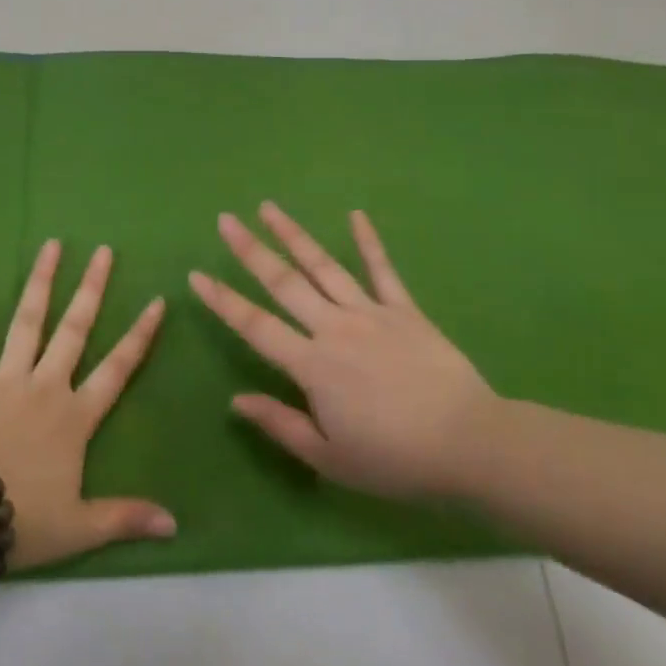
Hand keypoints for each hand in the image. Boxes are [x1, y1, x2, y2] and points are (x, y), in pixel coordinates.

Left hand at [0, 240, 174, 568]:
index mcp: (74, 416)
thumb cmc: (20, 518)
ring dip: (41, 282)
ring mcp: (5, 376)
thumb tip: (175, 525)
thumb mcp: (79, 528)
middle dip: (92, 289)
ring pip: (28, 320)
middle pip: (74, 329)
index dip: (139, 336)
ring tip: (52, 245)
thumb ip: (125, 518)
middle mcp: (45, 385)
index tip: (156, 301)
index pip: (117, 369)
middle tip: (103, 251)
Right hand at [191, 203, 504, 502]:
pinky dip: (369, 241)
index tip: (196, 275)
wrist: (468, 442)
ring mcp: (370, 312)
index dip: (223, 301)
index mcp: (312, 364)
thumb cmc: (394, 458)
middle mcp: (334, 327)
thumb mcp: (330, 457)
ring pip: (323, 266)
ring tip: (269, 207)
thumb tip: (236, 400)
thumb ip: (281, 424)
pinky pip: (382, 270)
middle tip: (225, 220)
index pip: (256, 326)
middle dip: (250, 250)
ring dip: (293, 235)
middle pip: (284, 282)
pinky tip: (356, 214)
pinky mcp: (404, 309)